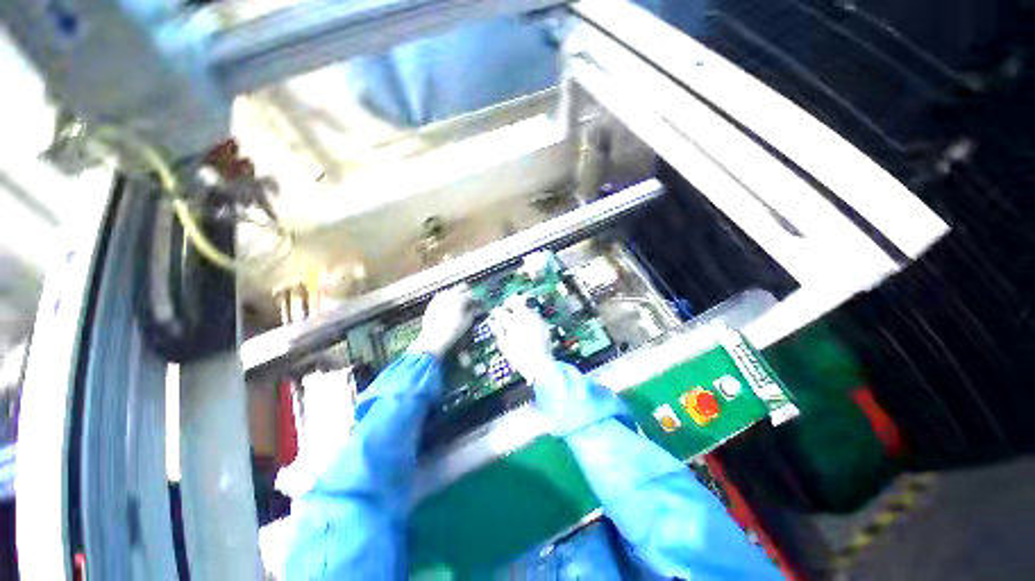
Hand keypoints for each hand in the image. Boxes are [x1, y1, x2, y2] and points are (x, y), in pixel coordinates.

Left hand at [408, 285, 475, 356]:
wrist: (433, 339)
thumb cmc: (454, 330)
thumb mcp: (468, 321)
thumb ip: (475, 312)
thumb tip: (480, 309)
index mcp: (461, 297)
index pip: (474, 295)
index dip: (479, 301)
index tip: (482, 306)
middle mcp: (450, 293)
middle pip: (463, 287)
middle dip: (468, 293)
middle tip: (472, 303)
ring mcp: (440, 297)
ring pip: (452, 291)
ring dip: (458, 296)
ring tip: (461, 306)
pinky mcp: (432, 303)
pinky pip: (443, 297)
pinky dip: (449, 300)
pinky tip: (450, 309)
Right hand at [488, 295, 556, 383]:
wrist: (541, 365)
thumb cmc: (520, 358)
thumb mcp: (504, 345)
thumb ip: (498, 330)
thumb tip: (492, 321)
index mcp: (513, 321)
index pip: (500, 311)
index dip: (495, 312)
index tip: (494, 315)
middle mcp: (526, 316)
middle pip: (517, 300)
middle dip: (509, 303)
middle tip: (505, 309)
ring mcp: (536, 318)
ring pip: (526, 306)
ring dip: (520, 310)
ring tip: (516, 321)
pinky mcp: (544, 323)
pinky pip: (534, 315)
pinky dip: (528, 317)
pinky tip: (526, 327)